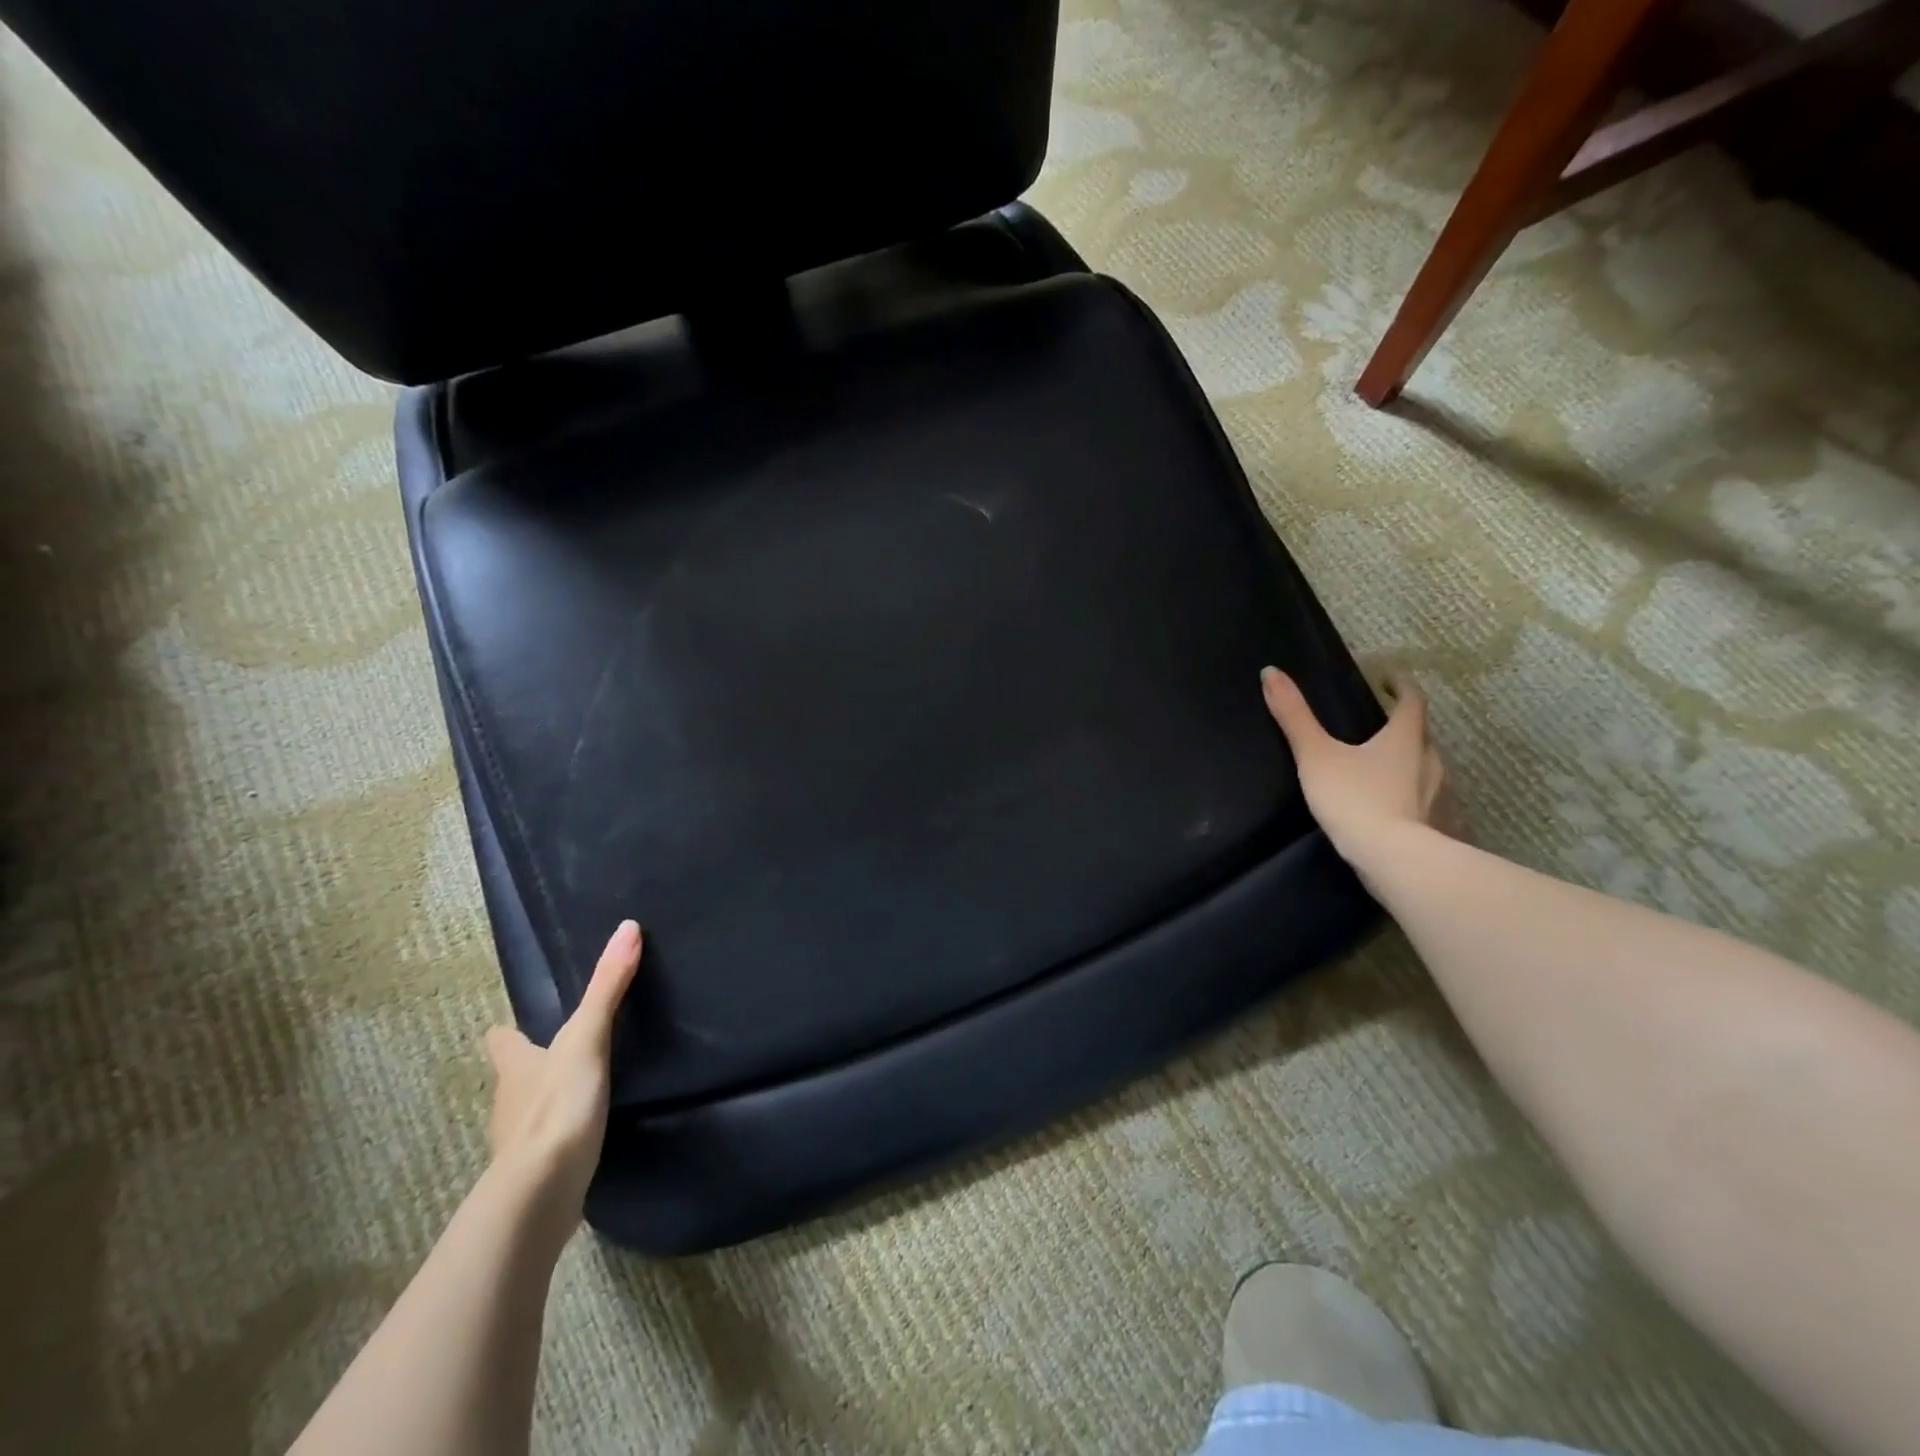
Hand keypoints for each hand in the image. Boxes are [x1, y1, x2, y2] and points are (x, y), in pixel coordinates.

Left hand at [484, 920, 642, 1232]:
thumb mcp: (587, 1037)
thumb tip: (627, 927)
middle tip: (564, 1053)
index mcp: (516, 1064)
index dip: (507, 1033)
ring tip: (581, 1092)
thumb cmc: (557, 1105)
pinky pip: (549, 1144)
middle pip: (515, 1075)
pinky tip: (585, 1135)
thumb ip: (608, 986)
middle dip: (533, 1066)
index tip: (516, 1025)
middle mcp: (510, 1099)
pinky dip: (562, 1136)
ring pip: (530, 1111)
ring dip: (549, 1101)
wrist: (541, 1192)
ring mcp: (519, 1141)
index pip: (501, 1041)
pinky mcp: (538, 1172)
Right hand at [1260, 666, 1454, 877]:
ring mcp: (1441, 796)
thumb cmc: (1355, 799)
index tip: (1388, 679)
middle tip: (1383, 726)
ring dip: (1413, 762)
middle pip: (1422, 735)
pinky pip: (1432, 802)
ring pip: (1429, 769)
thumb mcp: (1315, 756)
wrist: (1393, 860)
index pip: (1411, 701)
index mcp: (1404, 739)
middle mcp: (1430, 761)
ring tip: (1389, 768)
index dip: (1400, 686)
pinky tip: (1404, 809)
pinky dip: (1418, 796)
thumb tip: (1271, 672)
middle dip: (1405, 727)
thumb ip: (1294, 717)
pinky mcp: (1441, 826)